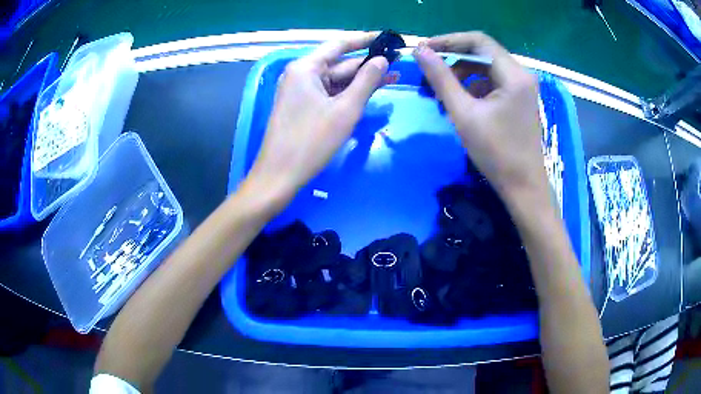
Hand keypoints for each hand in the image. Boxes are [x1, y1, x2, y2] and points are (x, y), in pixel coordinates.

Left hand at [243, 34, 391, 208]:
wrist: (279, 175)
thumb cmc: (311, 141)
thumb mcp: (345, 109)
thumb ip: (366, 81)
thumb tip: (381, 60)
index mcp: (306, 68)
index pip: (339, 46)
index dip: (365, 41)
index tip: (386, 39)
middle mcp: (300, 74)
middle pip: (338, 64)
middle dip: (367, 66)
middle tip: (396, 65)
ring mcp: (299, 91)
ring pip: (335, 81)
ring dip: (360, 81)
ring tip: (391, 78)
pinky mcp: (301, 107)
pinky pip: (328, 94)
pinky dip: (346, 95)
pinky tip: (367, 94)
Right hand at [413, 32, 547, 202]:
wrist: (523, 187)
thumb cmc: (496, 153)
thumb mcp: (464, 113)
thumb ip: (441, 78)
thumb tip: (420, 51)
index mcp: (513, 74)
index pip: (478, 41)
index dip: (448, 41)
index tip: (424, 50)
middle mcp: (521, 74)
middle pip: (482, 52)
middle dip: (453, 58)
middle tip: (429, 71)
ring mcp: (522, 87)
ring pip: (486, 68)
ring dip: (462, 74)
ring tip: (440, 90)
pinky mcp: (519, 99)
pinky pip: (492, 82)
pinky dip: (474, 86)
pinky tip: (460, 101)